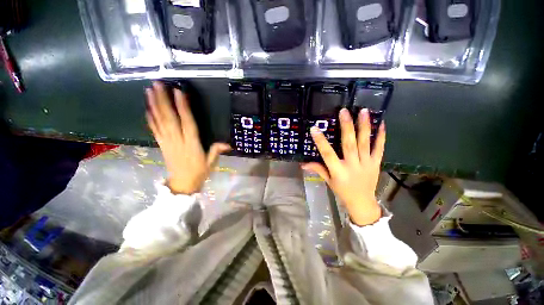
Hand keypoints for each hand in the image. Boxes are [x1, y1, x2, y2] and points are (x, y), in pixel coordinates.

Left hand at [145, 82, 230, 194]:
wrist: (182, 185)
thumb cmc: (199, 173)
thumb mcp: (211, 163)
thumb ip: (216, 151)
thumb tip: (228, 143)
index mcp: (191, 144)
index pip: (187, 122)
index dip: (183, 107)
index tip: (178, 92)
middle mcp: (177, 140)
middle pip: (169, 118)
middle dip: (163, 100)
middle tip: (158, 83)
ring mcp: (167, 142)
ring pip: (159, 121)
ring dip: (154, 105)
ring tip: (149, 90)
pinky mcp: (161, 145)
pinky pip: (154, 130)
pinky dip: (150, 118)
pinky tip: (147, 108)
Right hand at [302, 108, 384, 225]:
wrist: (362, 202)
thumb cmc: (342, 191)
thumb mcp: (328, 181)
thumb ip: (317, 169)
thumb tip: (302, 163)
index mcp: (338, 171)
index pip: (327, 154)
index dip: (321, 141)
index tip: (315, 128)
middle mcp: (352, 165)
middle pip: (349, 144)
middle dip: (346, 127)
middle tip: (344, 111)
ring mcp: (366, 164)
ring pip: (365, 143)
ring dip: (364, 126)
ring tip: (363, 111)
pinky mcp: (376, 163)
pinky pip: (379, 148)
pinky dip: (380, 136)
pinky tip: (381, 123)